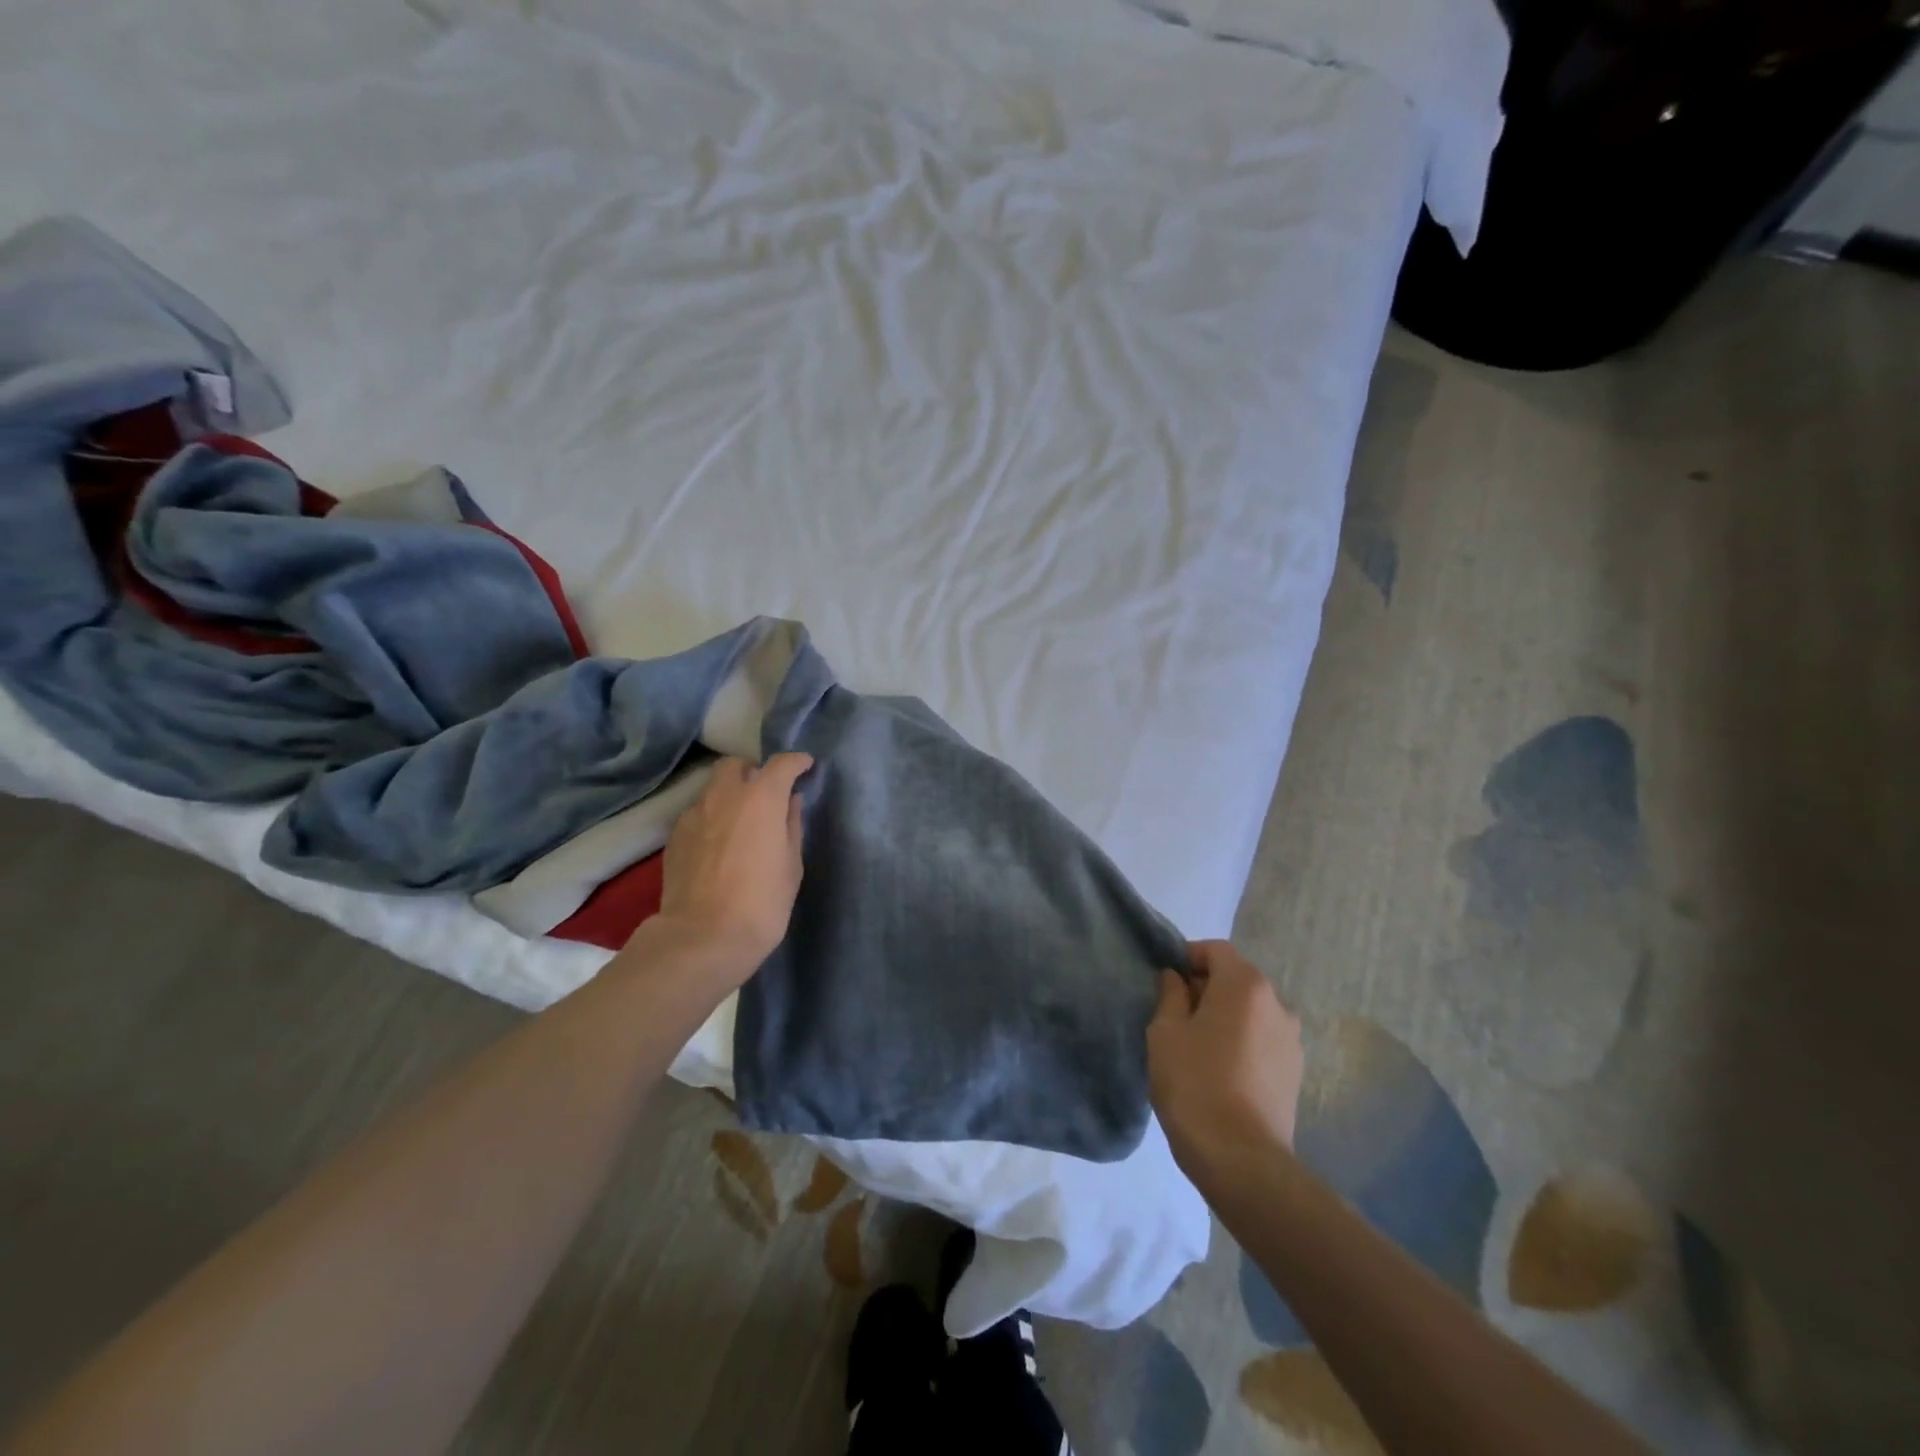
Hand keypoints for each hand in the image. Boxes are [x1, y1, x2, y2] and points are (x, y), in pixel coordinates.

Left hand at [650, 753, 811, 976]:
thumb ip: (791, 826)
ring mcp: (694, 814)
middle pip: (736, 765)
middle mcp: (725, 796)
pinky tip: (719, 843)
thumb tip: (790, 803)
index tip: (805, 767)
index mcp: (761, 798)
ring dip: (730, 794)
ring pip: (713, 788)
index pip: (781, 764)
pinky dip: (712, 817)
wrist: (703, 937)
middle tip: (766, 793)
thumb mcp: (791, 866)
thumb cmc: (761, 903)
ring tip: (741, 820)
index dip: (796, 762)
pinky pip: (698, 813)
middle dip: (752, 771)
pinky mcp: (675, 836)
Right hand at [1147, 940, 1303, 1176]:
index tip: (1166, 982)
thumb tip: (1177, 979)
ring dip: (1225, 1017)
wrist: (1241, 1159)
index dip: (1187, 957)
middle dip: (1206, 988)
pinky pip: (1262, 1040)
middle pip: (1236, 979)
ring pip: (1250, 1012)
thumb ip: (1170, 995)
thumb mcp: (1165, 1032)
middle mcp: (1277, 1004)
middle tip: (1175, 1015)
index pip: (1215, 950)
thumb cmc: (1194, 1083)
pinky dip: (1241, 1042)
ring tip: (1198, 1047)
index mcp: (1245, 985)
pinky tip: (1220, 1071)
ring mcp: (1291, 1040)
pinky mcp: (1295, 1072)